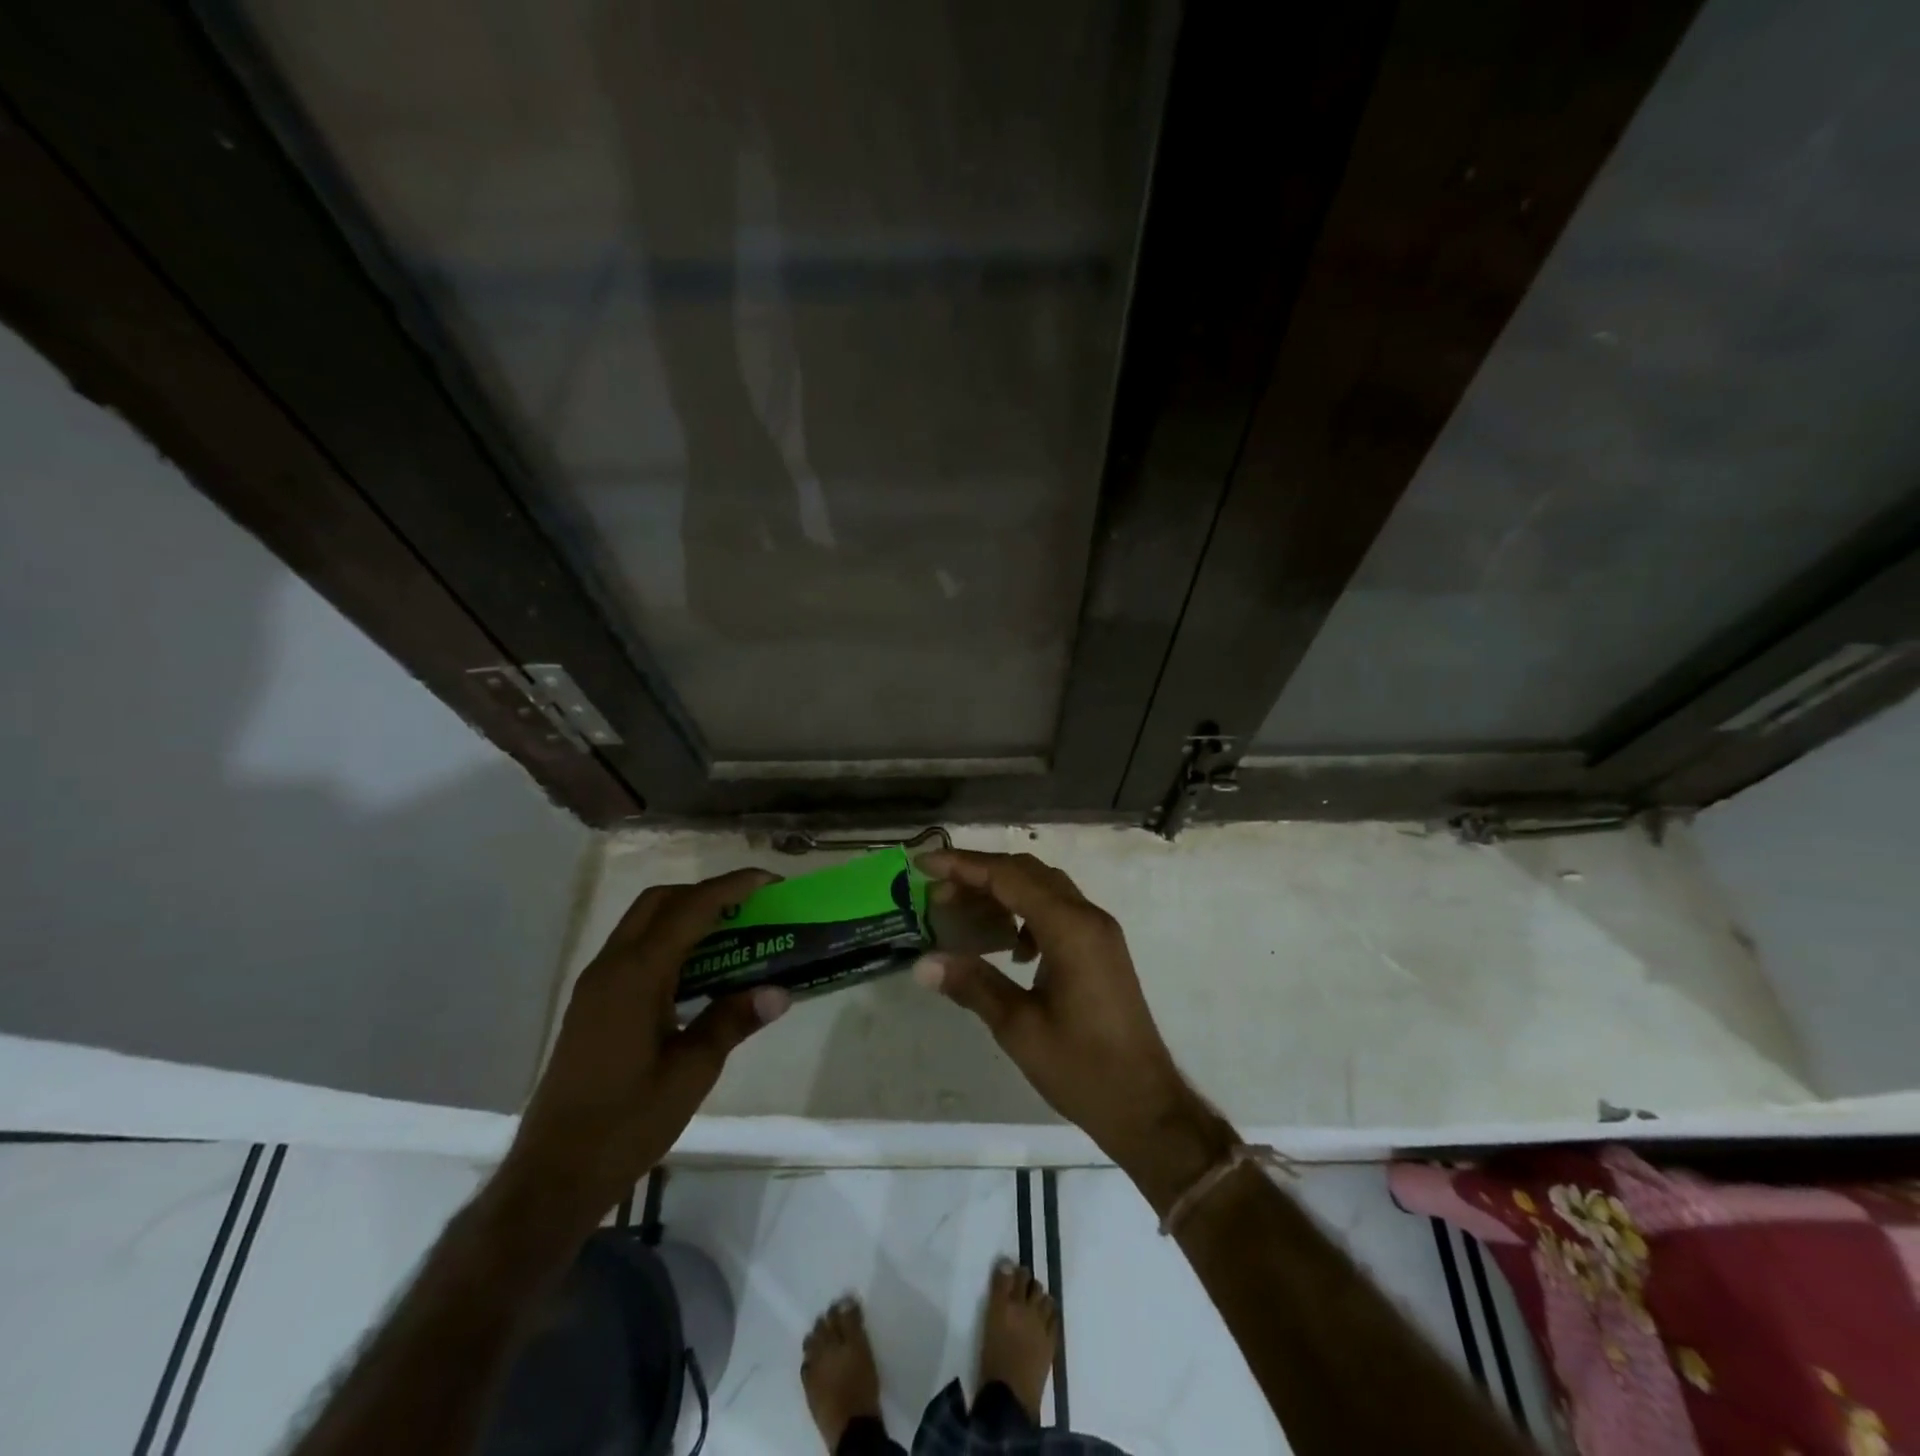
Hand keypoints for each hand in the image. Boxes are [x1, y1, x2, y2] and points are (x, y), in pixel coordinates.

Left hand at [498, 870, 790, 1229]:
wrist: (554, 1174)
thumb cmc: (627, 1123)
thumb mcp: (692, 1072)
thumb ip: (732, 1022)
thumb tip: (780, 991)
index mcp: (636, 975)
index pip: (690, 909)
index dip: (732, 887)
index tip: (770, 881)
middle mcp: (611, 967)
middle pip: (660, 902)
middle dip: (706, 893)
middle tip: (750, 907)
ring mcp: (597, 985)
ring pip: (643, 923)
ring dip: (686, 915)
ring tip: (732, 933)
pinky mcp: (593, 1004)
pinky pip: (635, 950)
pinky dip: (669, 941)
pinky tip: (698, 972)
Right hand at [912, 850, 1232, 1204]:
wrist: (1145, 1104)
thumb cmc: (1081, 1067)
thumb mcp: (1018, 1027)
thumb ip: (972, 984)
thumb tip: (923, 963)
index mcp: (1069, 928)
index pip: (1009, 876)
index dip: (963, 866)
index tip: (924, 864)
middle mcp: (1088, 917)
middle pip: (1027, 873)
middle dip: (979, 875)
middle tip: (937, 893)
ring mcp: (1099, 931)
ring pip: (1044, 889)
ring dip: (1003, 892)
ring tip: (964, 915)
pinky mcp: (1101, 948)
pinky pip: (1058, 911)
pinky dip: (1026, 913)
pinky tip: (1009, 947)